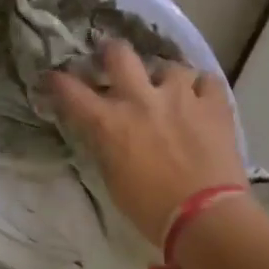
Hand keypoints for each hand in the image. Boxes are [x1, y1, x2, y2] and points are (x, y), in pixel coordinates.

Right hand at [45, 40, 246, 245]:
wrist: (204, 217)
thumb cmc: (149, 209)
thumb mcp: (113, 179)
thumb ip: (105, 146)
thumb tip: (103, 132)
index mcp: (109, 123)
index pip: (71, 91)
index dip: (57, 81)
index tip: (53, 78)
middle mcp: (141, 99)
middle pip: (119, 54)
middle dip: (111, 52)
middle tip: (111, 57)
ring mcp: (181, 96)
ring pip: (169, 66)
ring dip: (164, 78)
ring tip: (169, 90)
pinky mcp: (215, 104)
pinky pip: (206, 81)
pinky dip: (200, 88)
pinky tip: (200, 100)